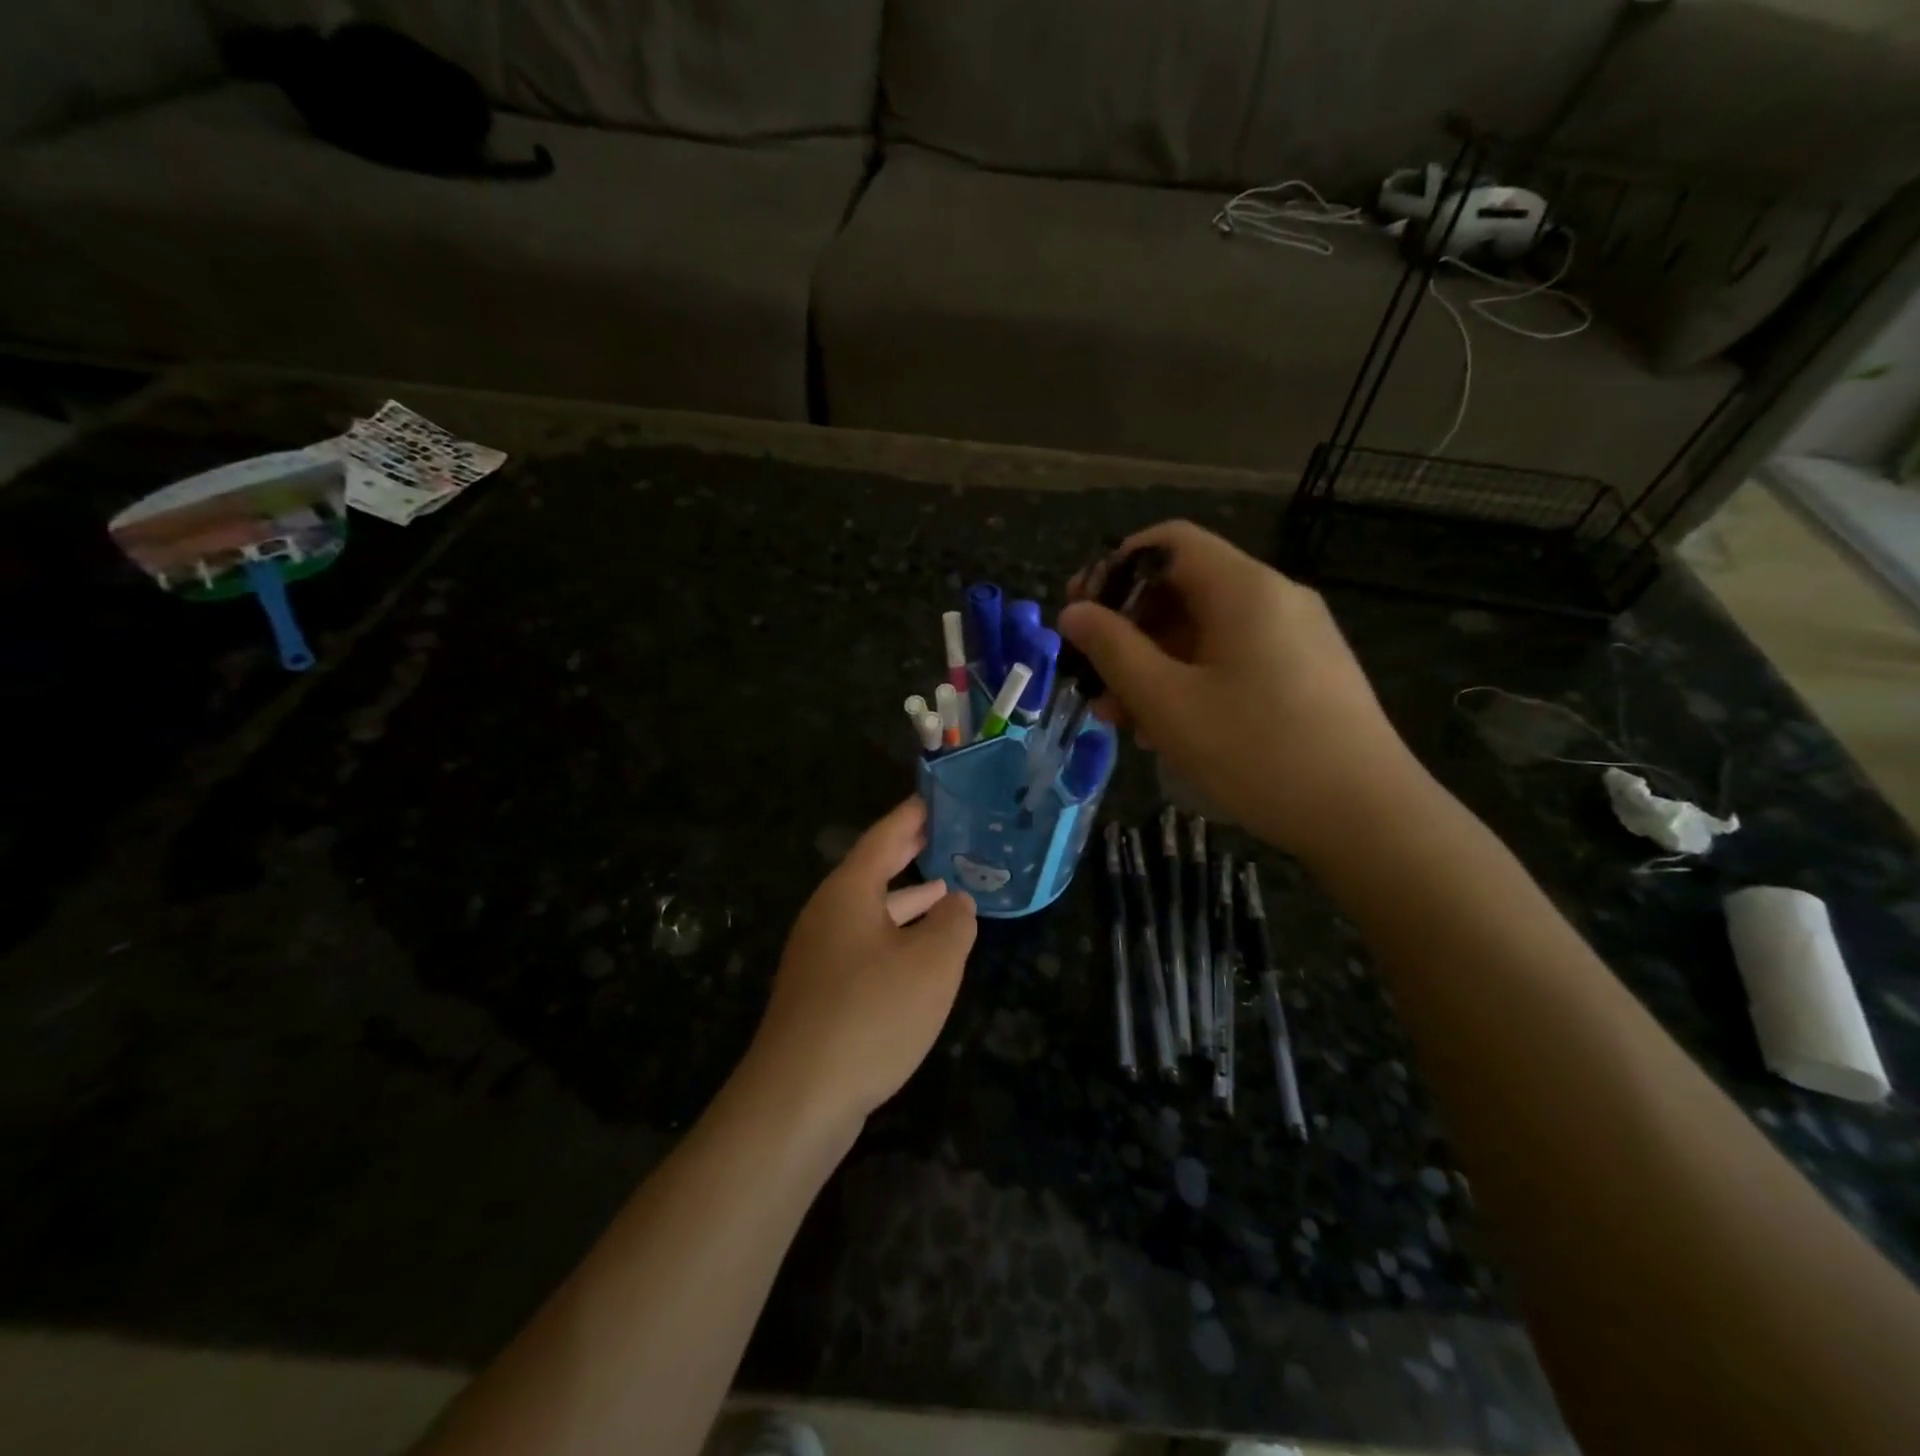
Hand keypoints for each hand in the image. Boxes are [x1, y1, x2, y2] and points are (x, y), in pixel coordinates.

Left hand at [747, 798, 976, 1129]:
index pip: (883, 838)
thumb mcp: (932, 964)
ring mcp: (819, 955)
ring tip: (946, 891)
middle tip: (943, 833)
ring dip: (907, 900)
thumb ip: (954, 925)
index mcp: (848, 893)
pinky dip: (896, 937)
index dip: (911, 816)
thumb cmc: (870, 1015)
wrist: (797, 1099)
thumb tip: (957, 903)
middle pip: (872, 871)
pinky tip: (919, 957)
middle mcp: (828, 915)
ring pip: (870, 912)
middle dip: (908, 853)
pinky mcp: (820, 992)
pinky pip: (865, 946)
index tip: (934, 798)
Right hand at [1059, 520, 1427, 862]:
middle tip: (1093, 679)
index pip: (1169, 542)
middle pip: (1185, 589)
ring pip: (1207, 631)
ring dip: (1156, 664)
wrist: (1367, 817)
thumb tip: (1073, 613)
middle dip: (1129, 630)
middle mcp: (1275, 598)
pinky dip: (1193, 681)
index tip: (1081, 613)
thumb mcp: (1168, 702)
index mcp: (1244, 588)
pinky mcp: (1308, 673)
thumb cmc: (1257, 751)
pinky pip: (1235, 659)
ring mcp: (1297, 637)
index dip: (1115, 567)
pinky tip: (1172, 730)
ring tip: (1123, 719)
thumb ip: (1113, 650)